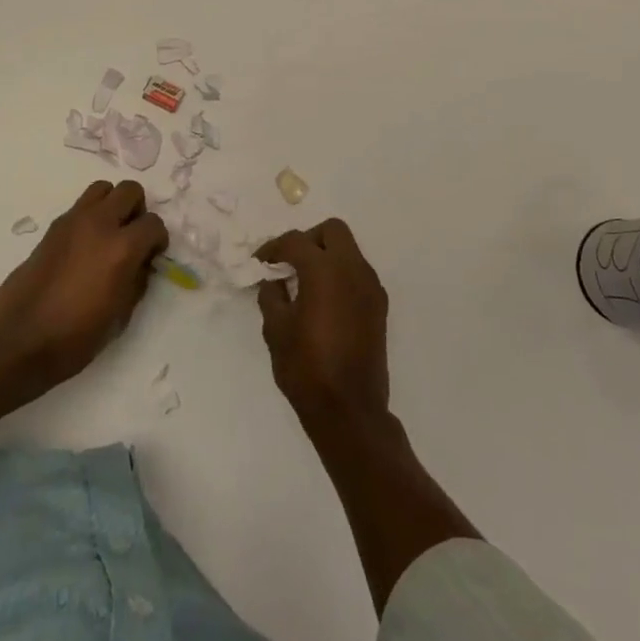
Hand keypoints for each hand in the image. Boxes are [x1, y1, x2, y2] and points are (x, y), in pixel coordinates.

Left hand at [0, 180, 167, 386]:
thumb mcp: (121, 314)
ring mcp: (72, 222)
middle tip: (132, 237)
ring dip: (112, 205)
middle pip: (130, 190)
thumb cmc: (76, 336)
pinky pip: (80, 207)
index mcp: (121, 248)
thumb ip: (137, 279)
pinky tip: (84, 247)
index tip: (152, 255)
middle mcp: (99, 224)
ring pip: (102, 188)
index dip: (157, 239)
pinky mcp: (52, 228)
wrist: (20, 341)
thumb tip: (141, 261)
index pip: (154, 223)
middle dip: (137, 210)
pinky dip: (90, 217)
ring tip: (108, 234)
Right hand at [255, 219, 390, 428]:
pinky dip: (340, 275)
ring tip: (304, 283)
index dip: (274, 248)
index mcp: (325, 270)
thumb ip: (272, 296)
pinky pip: (358, 273)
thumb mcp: (276, 330)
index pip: (296, 241)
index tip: (260, 263)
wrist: (350, 410)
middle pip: (333, 231)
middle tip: (290, 263)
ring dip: (326, 256)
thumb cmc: (306, 368)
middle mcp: (353, 269)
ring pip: (349, 250)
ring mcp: (371, 286)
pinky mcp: (379, 305)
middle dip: (308, 239)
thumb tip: (274, 281)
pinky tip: (323, 302)